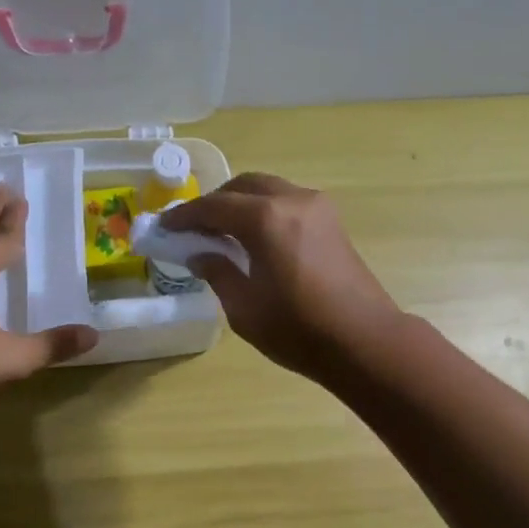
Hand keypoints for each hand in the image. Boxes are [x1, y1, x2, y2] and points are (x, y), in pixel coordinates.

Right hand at [162, 173, 402, 380]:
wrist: (364, 341)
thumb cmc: (299, 330)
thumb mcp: (245, 308)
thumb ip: (218, 272)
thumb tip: (201, 254)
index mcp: (265, 219)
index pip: (214, 206)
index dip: (185, 216)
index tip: (164, 226)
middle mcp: (292, 200)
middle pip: (243, 186)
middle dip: (215, 203)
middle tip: (193, 228)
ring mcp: (317, 207)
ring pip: (268, 189)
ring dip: (241, 204)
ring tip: (222, 233)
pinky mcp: (332, 222)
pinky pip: (288, 202)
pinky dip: (265, 210)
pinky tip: (254, 238)